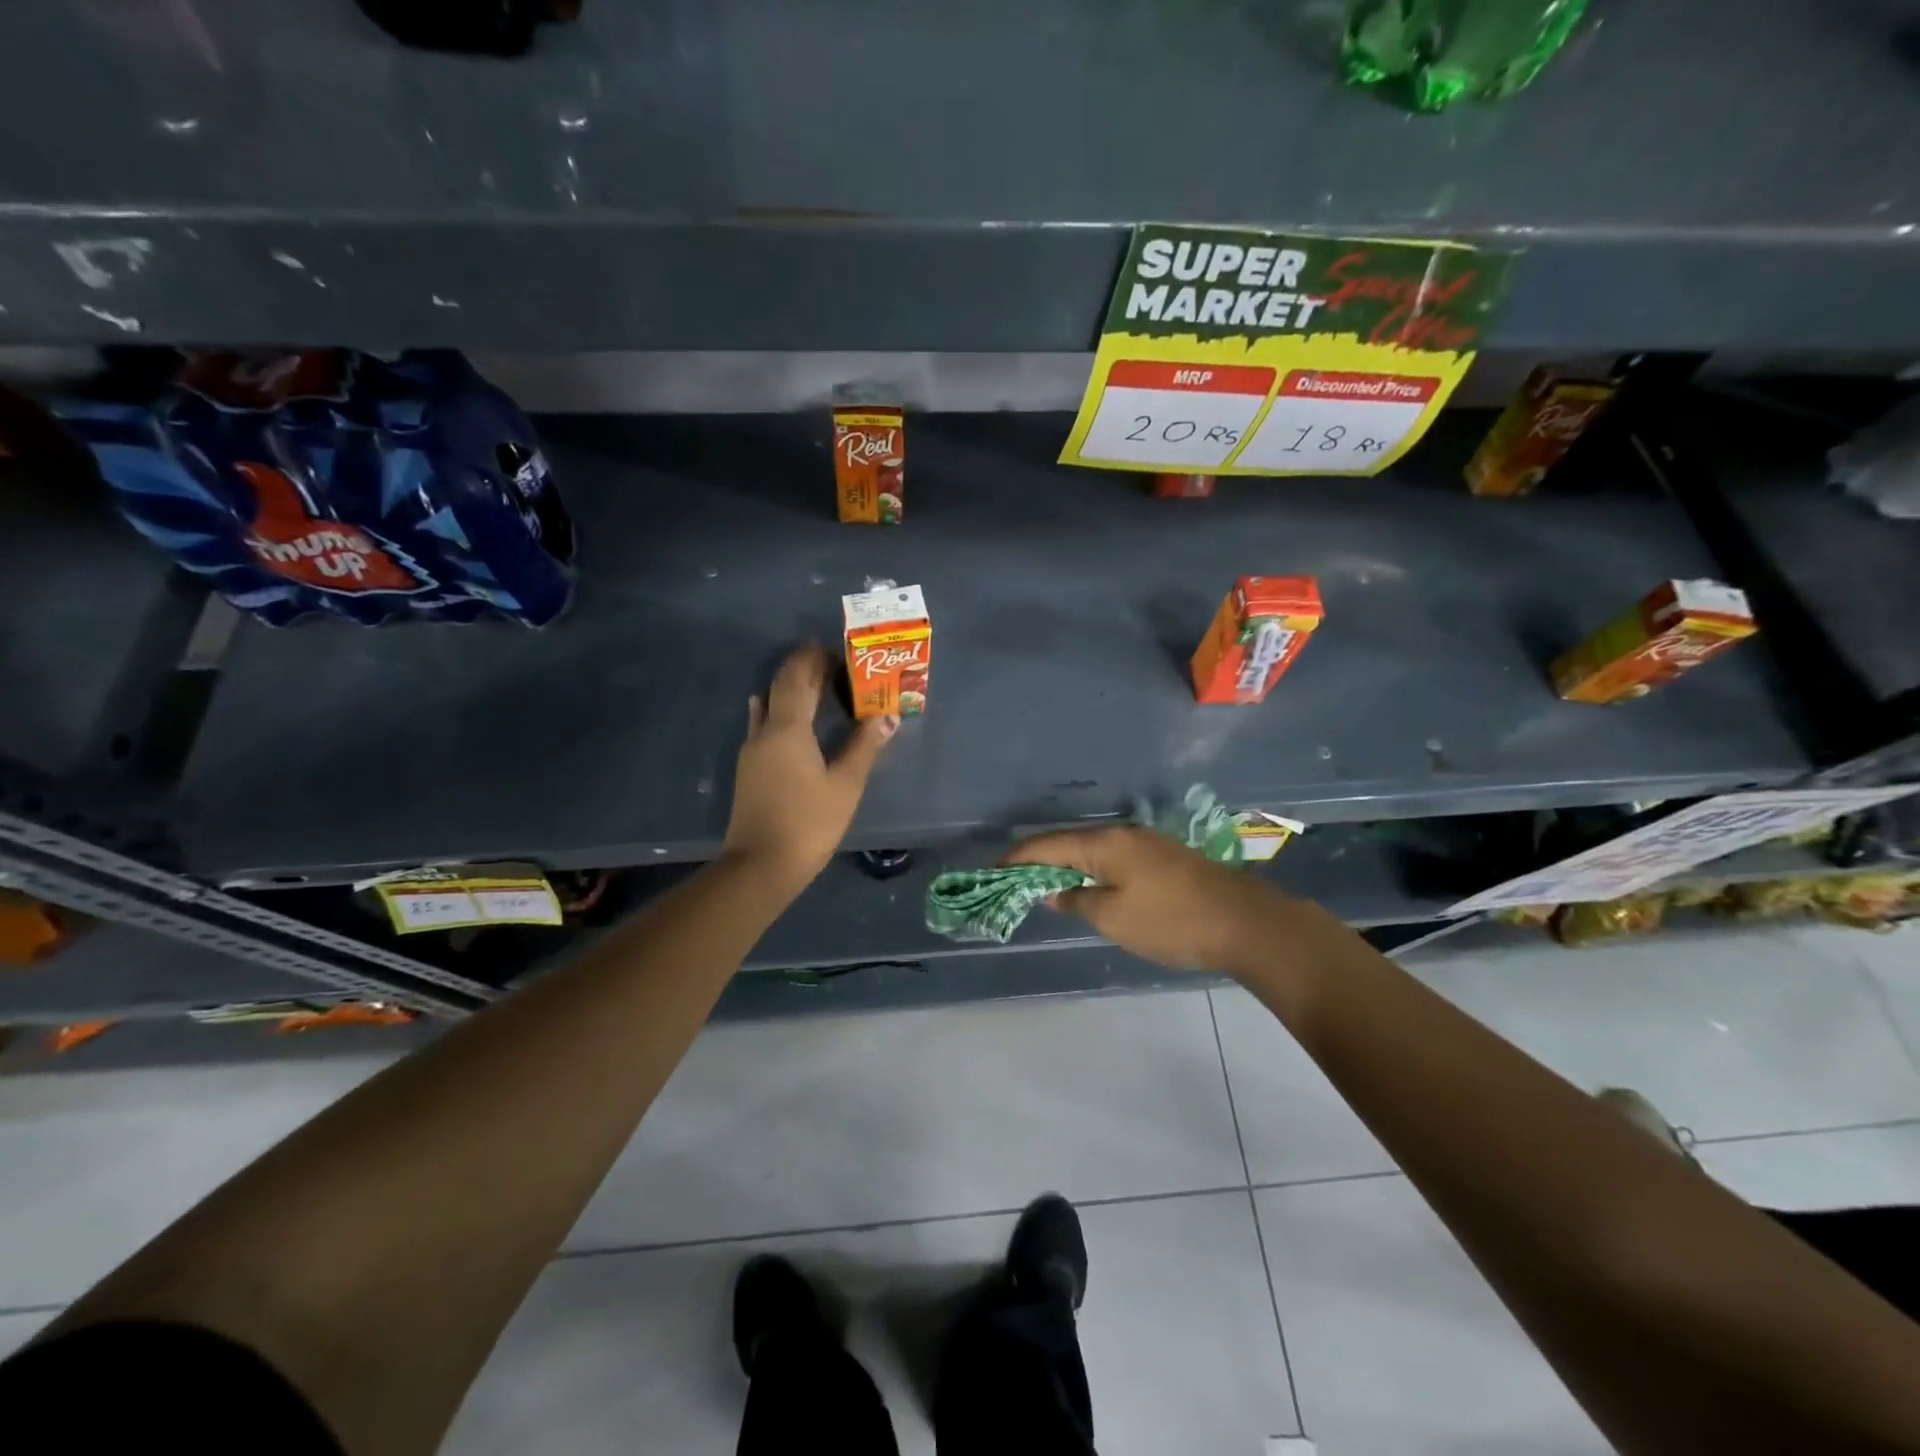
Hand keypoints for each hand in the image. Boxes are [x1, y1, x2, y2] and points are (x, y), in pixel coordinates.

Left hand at [723, 643, 896, 891]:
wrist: (760, 866)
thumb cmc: (808, 823)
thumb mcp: (845, 785)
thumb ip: (865, 747)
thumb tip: (887, 717)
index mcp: (788, 729)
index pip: (797, 679)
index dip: (812, 659)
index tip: (832, 646)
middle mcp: (765, 732)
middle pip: (781, 688)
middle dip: (803, 670)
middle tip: (830, 661)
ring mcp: (753, 751)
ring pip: (769, 706)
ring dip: (790, 690)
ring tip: (815, 684)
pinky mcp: (750, 770)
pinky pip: (763, 725)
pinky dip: (775, 710)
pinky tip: (774, 712)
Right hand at [1002, 825, 1297, 974]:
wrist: (1246, 923)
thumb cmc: (1171, 921)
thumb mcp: (1113, 917)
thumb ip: (1076, 900)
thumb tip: (1053, 891)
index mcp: (1104, 843)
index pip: (1045, 845)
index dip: (1015, 859)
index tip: (990, 873)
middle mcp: (1122, 834)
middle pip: (1067, 842)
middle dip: (1036, 861)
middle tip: (1012, 883)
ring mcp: (1145, 843)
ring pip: (1091, 850)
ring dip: (1064, 866)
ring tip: (1043, 887)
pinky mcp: (1162, 858)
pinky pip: (1112, 858)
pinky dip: (1090, 870)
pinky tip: (1087, 888)